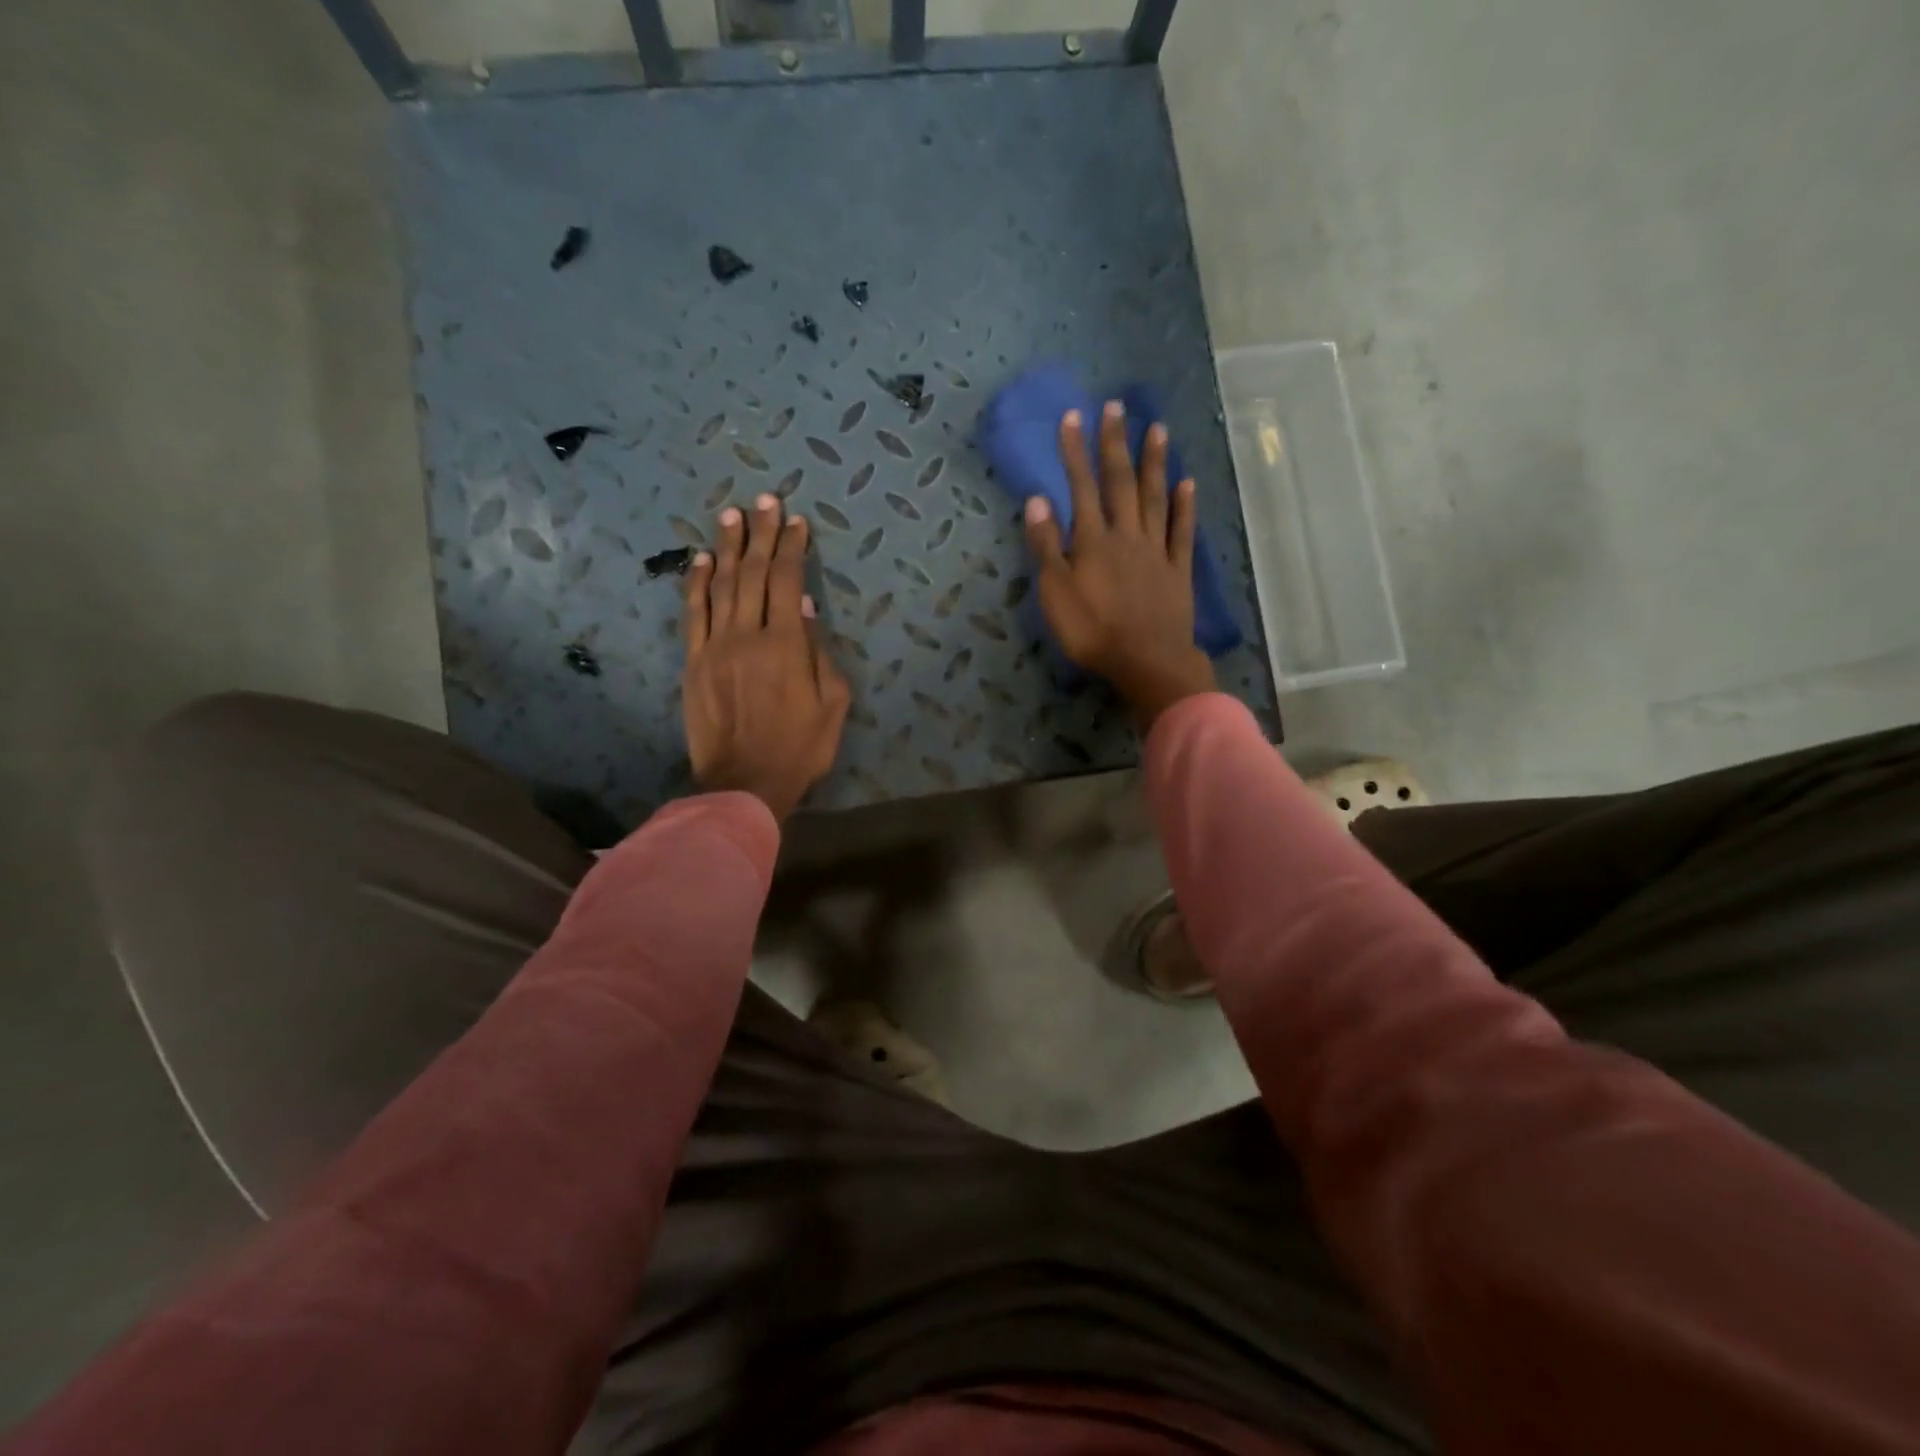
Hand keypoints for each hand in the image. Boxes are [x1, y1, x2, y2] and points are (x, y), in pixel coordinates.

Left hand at [682, 494, 849, 822]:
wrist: (743, 783)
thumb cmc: (800, 748)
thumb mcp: (832, 705)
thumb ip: (819, 653)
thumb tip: (803, 607)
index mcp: (786, 645)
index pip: (787, 581)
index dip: (791, 548)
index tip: (796, 521)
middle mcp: (748, 635)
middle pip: (753, 573)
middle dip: (761, 534)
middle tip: (765, 500)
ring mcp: (715, 646)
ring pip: (720, 585)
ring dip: (727, 547)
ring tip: (732, 515)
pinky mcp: (693, 662)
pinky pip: (693, 613)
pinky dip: (696, 583)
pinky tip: (700, 559)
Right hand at [1024, 401, 1216, 729]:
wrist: (1147, 661)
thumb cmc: (1092, 632)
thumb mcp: (1056, 593)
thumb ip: (1046, 546)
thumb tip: (1037, 499)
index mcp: (1093, 541)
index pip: (1081, 488)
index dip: (1075, 451)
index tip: (1073, 416)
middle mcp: (1126, 535)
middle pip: (1120, 483)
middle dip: (1115, 444)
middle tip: (1117, 407)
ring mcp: (1156, 551)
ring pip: (1155, 498)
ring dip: (1154, 463)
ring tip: (1158, 429)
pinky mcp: (1178, 570)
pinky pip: (1181, 532)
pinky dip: (1184, 506)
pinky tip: (1187, 483)